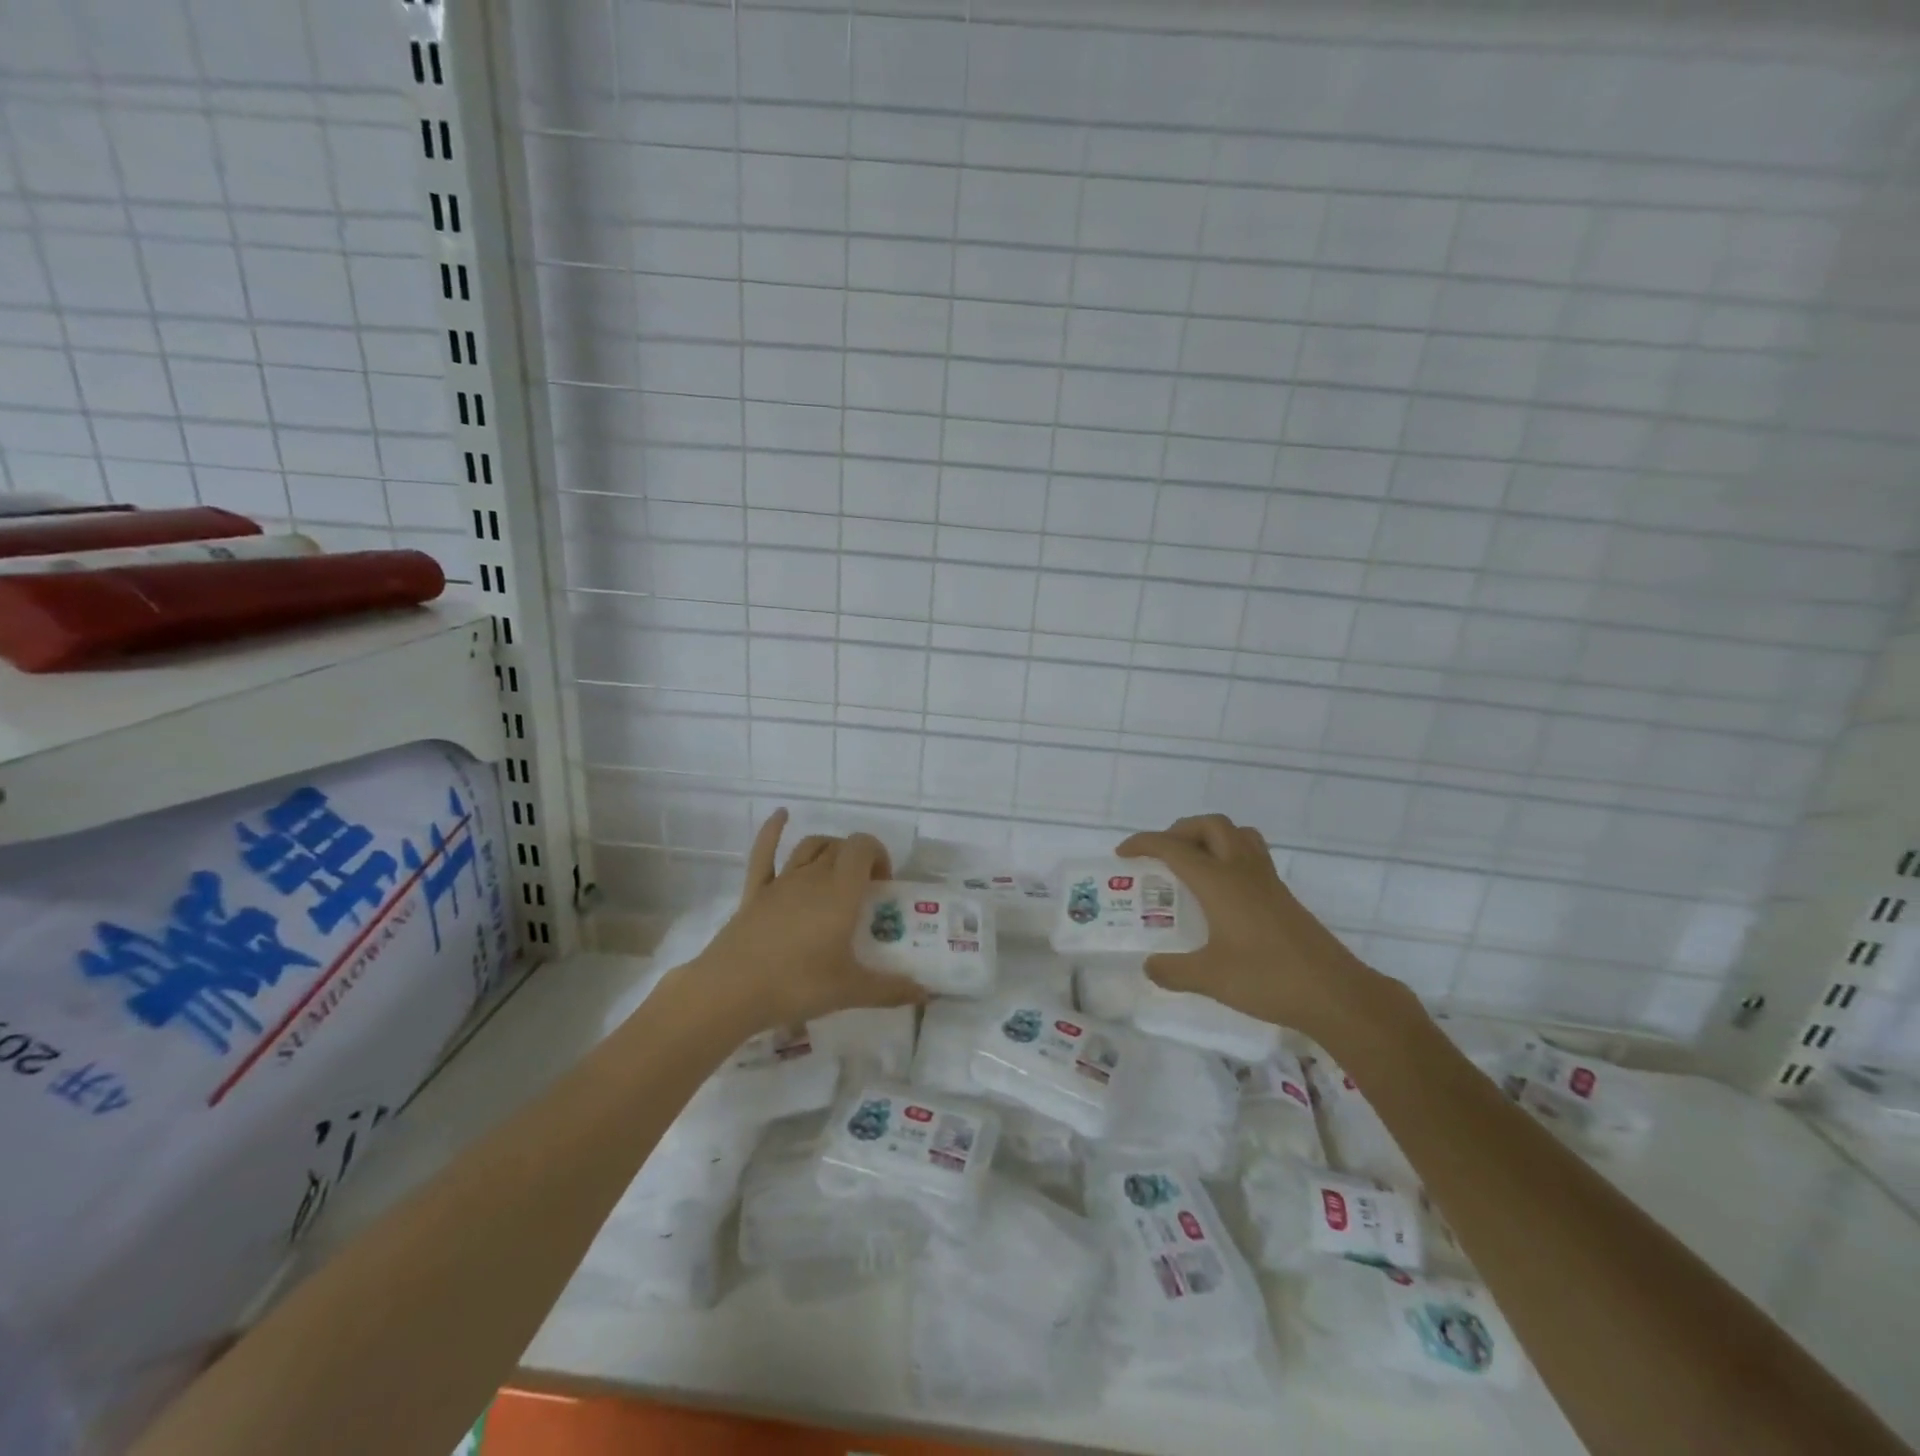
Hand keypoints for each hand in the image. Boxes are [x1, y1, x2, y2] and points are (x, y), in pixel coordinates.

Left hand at [680, 809, 925, 1032]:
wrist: (731, 991)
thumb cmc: (797, 985)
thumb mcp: (850, 991)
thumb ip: (890, 989)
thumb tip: (925, 994)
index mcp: (840, 891)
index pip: (864, 847)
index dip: (878, 855)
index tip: (883, 886)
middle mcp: (813, 876)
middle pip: (840, 848)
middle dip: (858, 860)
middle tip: (864, 893)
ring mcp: (781, 882)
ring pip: (810, 847)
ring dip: (829, 849)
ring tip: (838, 870)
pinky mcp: (755, 892)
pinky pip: (764, 852)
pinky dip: (773, 830)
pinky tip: (781, 814)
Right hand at [1117, 814, 1382, 1036]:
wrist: (1335, 993)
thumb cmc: (1267, 978)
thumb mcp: (1210, 978)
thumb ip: (1173, 970)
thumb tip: (1150, 966)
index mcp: (1219, 881)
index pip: (1173, 847)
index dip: (1144, 844)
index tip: (1123, 854)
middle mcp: (1242, 870)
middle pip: (1210, 826)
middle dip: (1180, 831)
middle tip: (1161, 856)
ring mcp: (1267, 881)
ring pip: (1237, 834)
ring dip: (1210, 837)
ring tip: (1193, 863)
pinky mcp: (1283, 896)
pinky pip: (1252, 855)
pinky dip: (1230, 856)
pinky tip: (1223, 892)